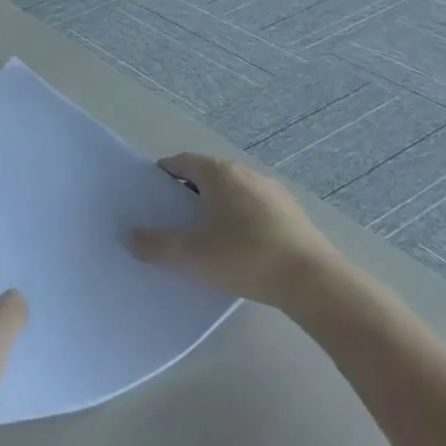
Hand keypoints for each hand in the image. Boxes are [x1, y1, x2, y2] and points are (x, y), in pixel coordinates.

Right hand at [129, 153, 347, 309]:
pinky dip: (238, 220)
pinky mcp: (292, 216)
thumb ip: (155, 246)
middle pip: (207, 175)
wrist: (315, 284)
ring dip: (214, 207)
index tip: (149, 194)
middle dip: (186, 193)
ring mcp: (274, 193)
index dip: (162, 175)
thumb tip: (130, 237)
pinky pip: (253, 209)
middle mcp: (246, 173)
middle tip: (170, 218)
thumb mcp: (190, 255)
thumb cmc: (245, 257)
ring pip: (232, 192)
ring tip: (202, 236)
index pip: (182, 162)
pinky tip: (236, 249)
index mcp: (219, 173)